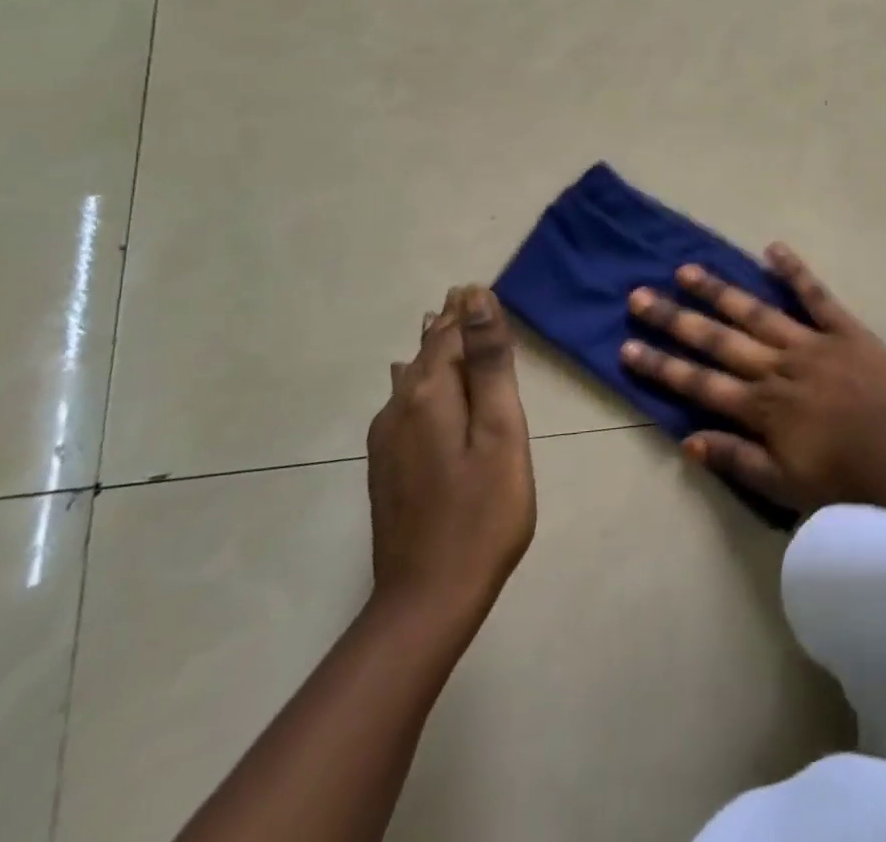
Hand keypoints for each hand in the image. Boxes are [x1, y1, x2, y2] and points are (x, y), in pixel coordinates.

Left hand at [367, 286, 535, 626]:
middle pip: (427, 353)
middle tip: (462, 296)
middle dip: (447, 325)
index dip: (465, 311)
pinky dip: (418, 380)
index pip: (449, 334)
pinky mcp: (385, 467)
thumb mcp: (500, 430)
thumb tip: (475, 298)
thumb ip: (489, 363)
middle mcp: (400, 408)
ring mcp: (387, 441)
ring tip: (439, 323)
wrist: (427, 599)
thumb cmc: (483, 511)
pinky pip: (402, 403)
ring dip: (431, 350)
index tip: (475, 286)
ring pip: (412, 378)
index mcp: (431, 394)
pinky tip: (409, 380)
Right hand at [620, 244, 885, 512]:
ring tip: (686, 269)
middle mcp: (776, 367)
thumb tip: (686, 440)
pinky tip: (772, 248)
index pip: (698, 383)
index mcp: (761, 406)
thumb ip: (735, 459)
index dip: (660, 365)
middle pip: (716, 340)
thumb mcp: (784, 486)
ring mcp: (809, 342)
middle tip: (639, 295)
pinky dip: (794, 270)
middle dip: (674, 319)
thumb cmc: (845, 479)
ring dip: (719, 290)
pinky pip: (815, 294)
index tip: (626, 346)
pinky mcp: (843, 328)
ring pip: (754, 311)